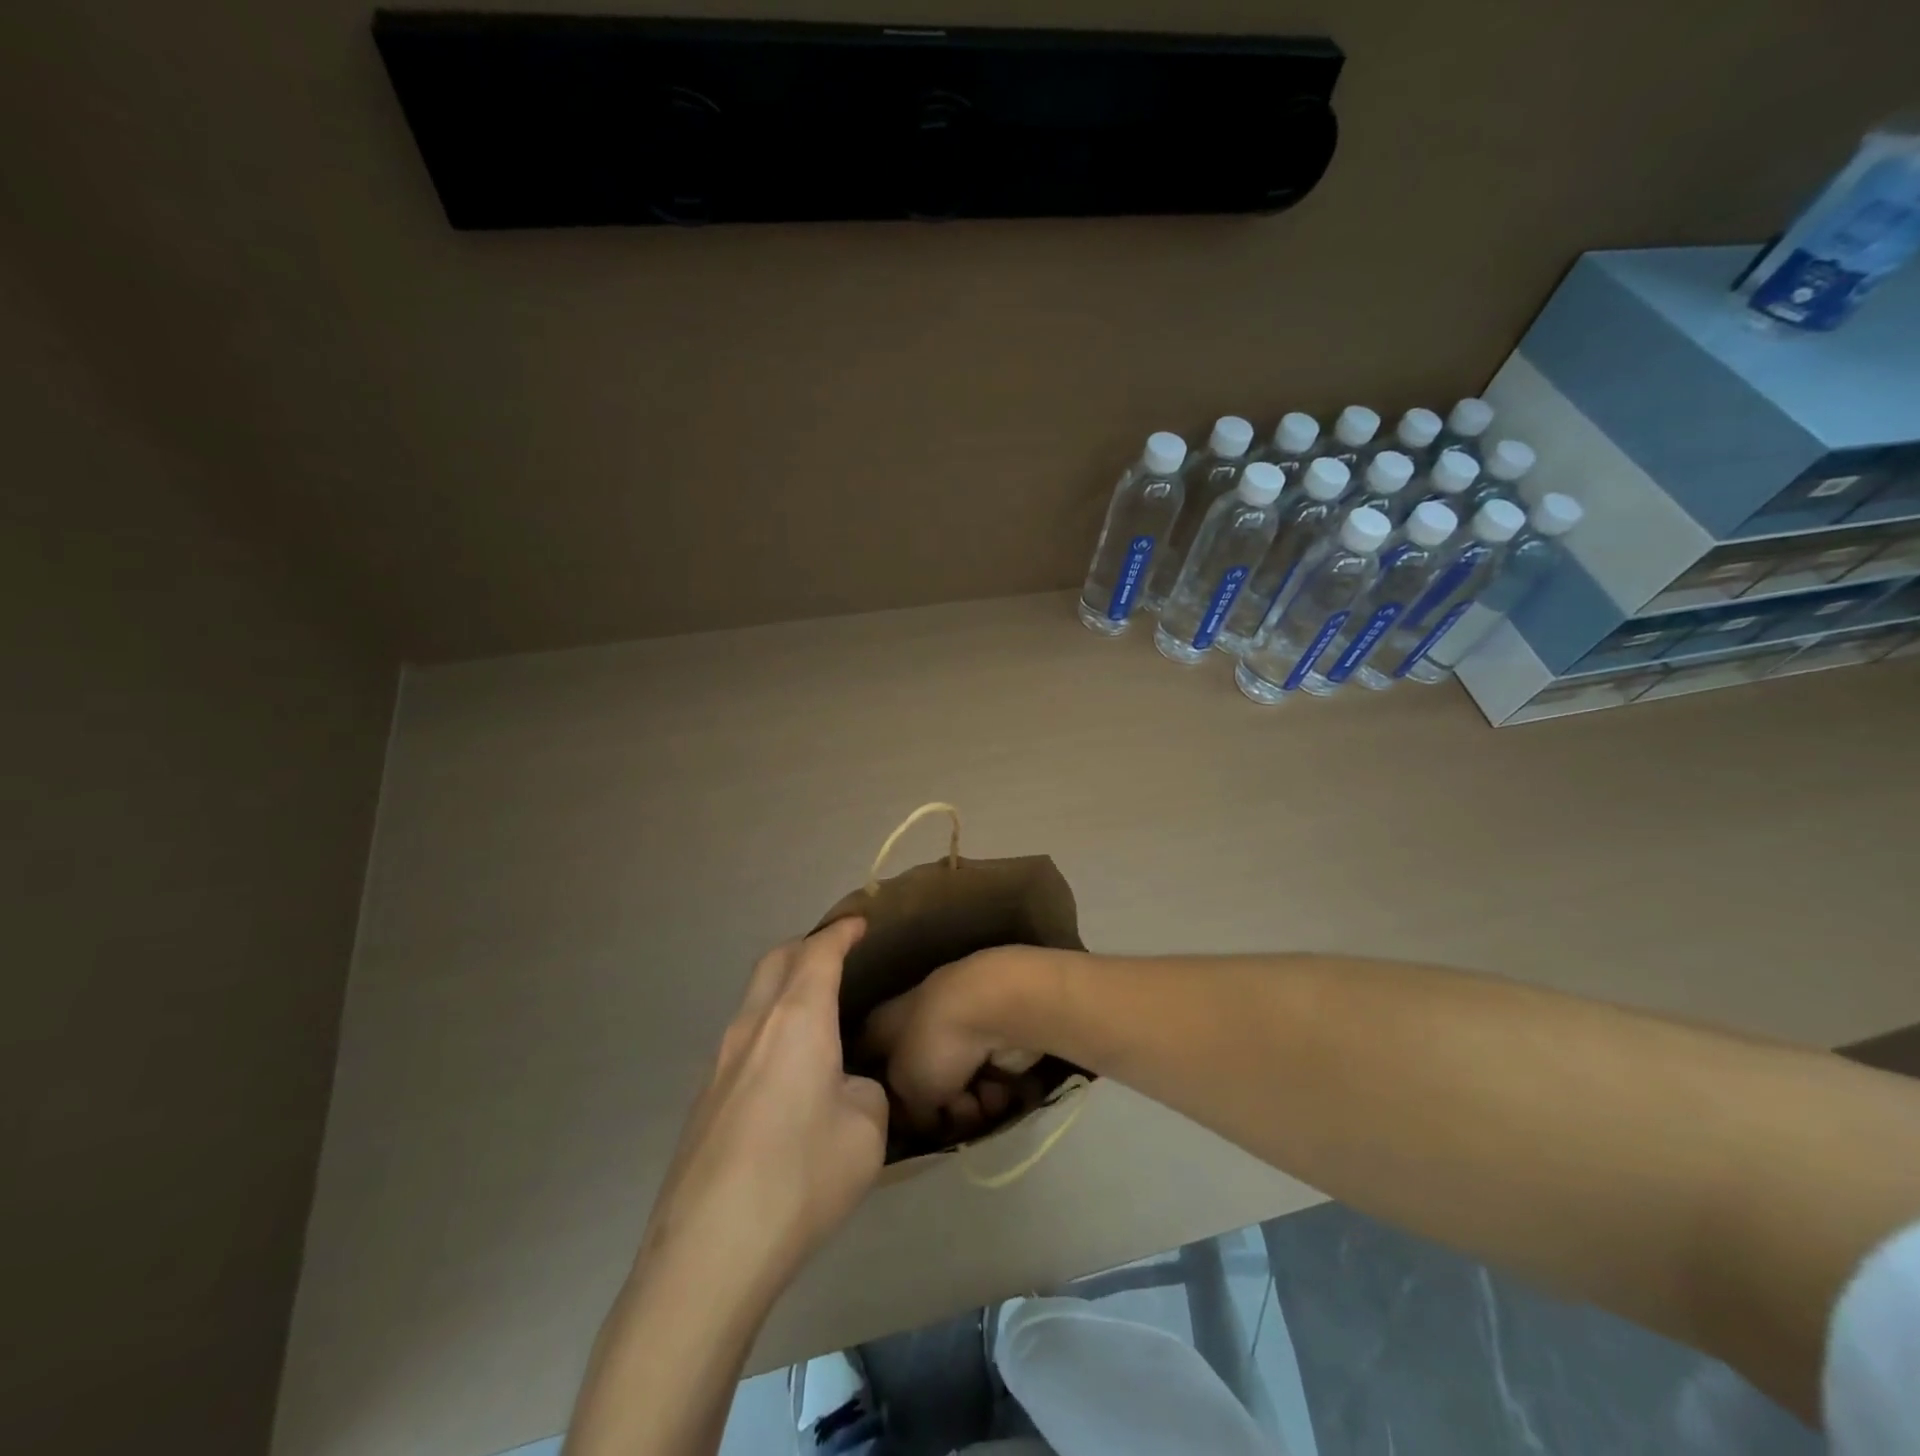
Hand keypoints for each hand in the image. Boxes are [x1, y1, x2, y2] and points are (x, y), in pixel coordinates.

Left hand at [638, 918, 887, 1310]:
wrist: (708, 1253)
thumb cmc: (800, 1177)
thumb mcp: (866, 1131)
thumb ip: (865, 1091)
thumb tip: (845, 1088)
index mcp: (796, 1019)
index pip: (819, 953)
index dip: (841, 933)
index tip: (859, 923)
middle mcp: (752, 1027)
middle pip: (775, 962)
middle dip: (807, 947)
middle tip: (836, 954)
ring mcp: (719, 1063)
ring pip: (754, 1000)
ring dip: (783, 989)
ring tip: (815, 1011)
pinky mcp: (703, 1100)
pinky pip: (742, 1040)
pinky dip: (769, 1029)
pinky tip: (787, 1071)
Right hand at [862, 947, 1047, 1142]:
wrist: (994, 1010)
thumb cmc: (933, 1045)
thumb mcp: (906, 1092)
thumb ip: (907, 1113)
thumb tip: (922, 1120)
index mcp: (884, 1026)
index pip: (869, 1061)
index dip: (879, 1094)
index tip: (893, 1122)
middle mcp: (917, 1022)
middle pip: (921, 1079)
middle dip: (937, 1108)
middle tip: (945, 1118)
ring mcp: (957, 1026)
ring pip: (958, 1082)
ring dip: (968, 1105)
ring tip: (976, 1104)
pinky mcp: (994, 1034)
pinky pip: (987, 1076)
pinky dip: (993, 1088)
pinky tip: (998, 1089)